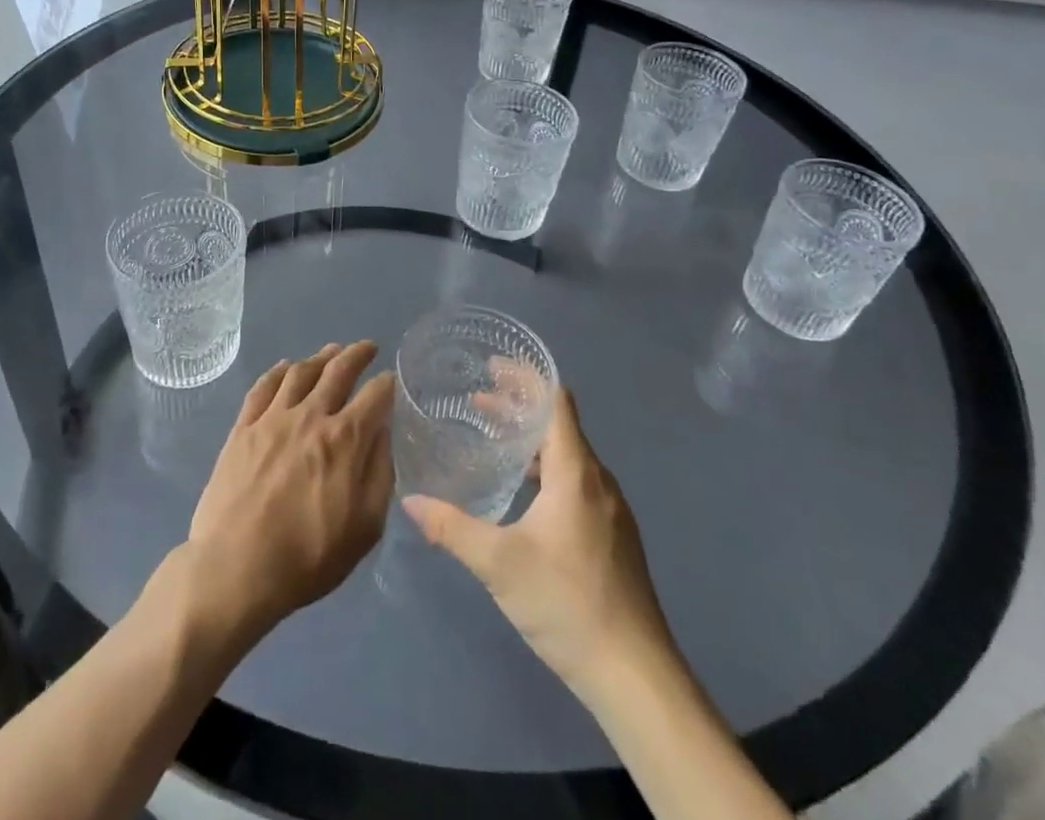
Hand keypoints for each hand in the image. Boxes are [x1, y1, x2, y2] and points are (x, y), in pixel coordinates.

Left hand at [184, 342, 394, 637]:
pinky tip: (285, 367)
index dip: (387, 384)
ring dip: (320, 357)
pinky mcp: (243, 428)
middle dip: (357, 355)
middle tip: (368, 347)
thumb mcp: (365, 528)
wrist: (235, 568)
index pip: (375, 396)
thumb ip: (380, 474)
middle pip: (338, 371)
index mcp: (345, 440)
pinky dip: (278, 371)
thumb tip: (382, 433)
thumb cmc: (308, 557)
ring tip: (331, 351)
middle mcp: (310, 416)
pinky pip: (263, 387)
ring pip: (300, 372)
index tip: (391, 380)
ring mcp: (272, 418)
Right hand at [403, 387, 670, 695]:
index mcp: (576, 472)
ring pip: (568, 456)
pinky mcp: (612, 537)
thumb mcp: (499, 563)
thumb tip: (409, 500)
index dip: (526, 378)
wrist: (636, 677)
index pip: (555, 402)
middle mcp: (598, 481)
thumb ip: (452, 527)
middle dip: (519, 407)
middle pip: (559, 425)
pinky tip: (522, 493)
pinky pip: (575, 482)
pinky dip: (545, 469)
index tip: (493, 366)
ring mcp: (610, 511)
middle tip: (477, 400)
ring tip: (492, 439)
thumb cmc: (568, 604)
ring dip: (531, 440)